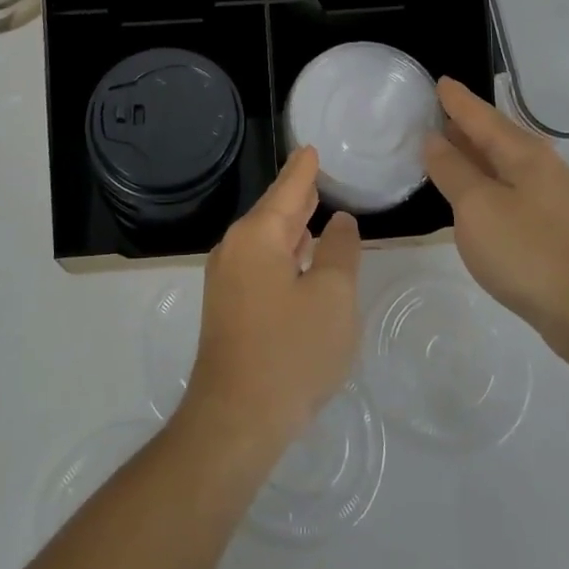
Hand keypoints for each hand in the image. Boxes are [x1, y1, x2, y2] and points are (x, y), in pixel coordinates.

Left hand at [179, 147, 360, 462]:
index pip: (288, 189)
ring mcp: (227, 279)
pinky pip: (261, 263)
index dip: (304, 169)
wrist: (235, 420)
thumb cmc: (291, 352)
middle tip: (318, 173)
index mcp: (257, 235)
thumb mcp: (333, 298)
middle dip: (297, 194)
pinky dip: (284, 252)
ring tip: (315, 208)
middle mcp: (235, 248)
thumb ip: (340, 252)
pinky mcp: (228, 307)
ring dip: (291, 225)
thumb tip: (340, 222)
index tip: (312, 148)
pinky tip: (300, 258)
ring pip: (266, 239)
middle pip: (273, 211)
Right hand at [423, 78, 568, 354]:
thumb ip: (452, 170)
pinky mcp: (551, 226)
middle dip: (465, 123)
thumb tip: (434, 139)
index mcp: (523, 152)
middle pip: (495, 134)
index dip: (456, 100)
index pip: (481, 115)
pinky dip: (484, 180)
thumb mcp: (477, 207)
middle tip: (432, 111)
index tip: (438, 81)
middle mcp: (540, 166)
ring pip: (502, 162)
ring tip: (444, 146)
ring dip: (473, 153)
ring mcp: (550, 197)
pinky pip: (508, 187)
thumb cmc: (529, 253)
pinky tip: (471, 193)